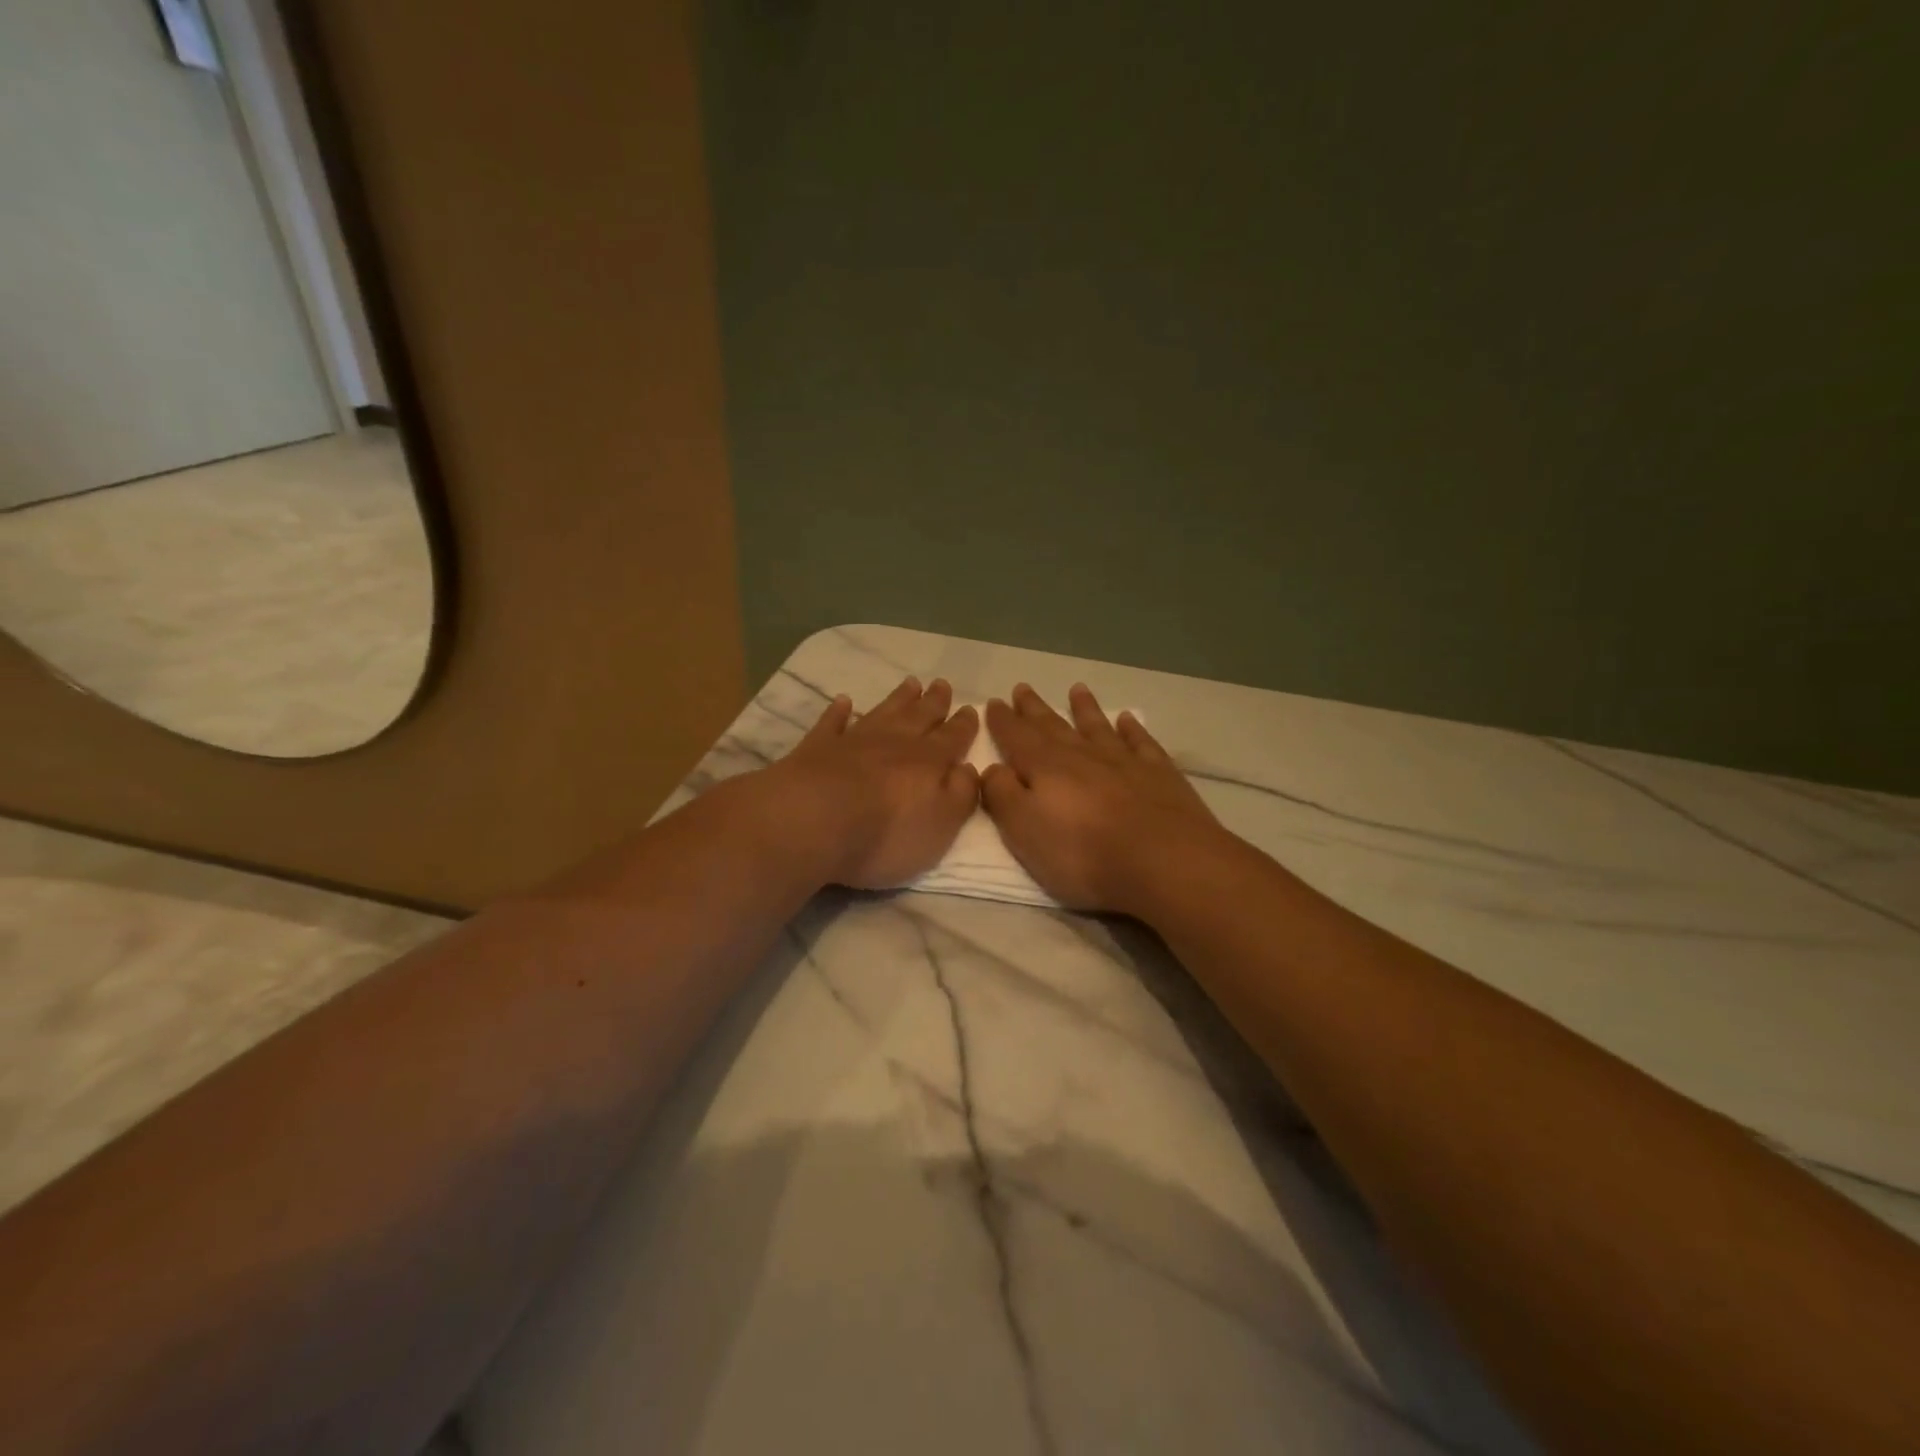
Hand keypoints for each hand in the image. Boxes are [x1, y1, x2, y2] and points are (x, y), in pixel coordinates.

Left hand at [770, 676, 981, 889]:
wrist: (813, 822)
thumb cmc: (886, 833)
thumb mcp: (940, 825)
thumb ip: (960, 795)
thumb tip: (969, 769)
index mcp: (929, 761)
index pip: (952, 737)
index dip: (964, 725)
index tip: (971, 708)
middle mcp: (894, 742)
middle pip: (920, 716)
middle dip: (934, 701)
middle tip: (942, 683)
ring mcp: (853, 741)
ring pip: (882, 712)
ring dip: (898, 698)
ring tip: (910, 683)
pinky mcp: (817, 748)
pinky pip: (831, 723)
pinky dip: (838, 711)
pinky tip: (843, 701)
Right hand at [980, 683, 1222, 912]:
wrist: (1164, 861)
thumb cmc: (1084, 853)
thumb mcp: (1025, 831)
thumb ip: (1003, 796)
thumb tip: (990, 768)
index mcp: (1046, 768)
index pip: (1016, 737)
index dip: (1003, 721)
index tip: (993, 702)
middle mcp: (1083, 755)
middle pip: (1053, 726)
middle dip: (1035, 709)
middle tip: (1022, 688)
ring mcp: (1124, 761)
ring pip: (1098, 726)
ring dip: (1085, 708)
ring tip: (1077, 689)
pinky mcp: (1159, 774)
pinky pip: (1141, 742)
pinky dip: (1132, 728)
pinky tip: (1127, 719)